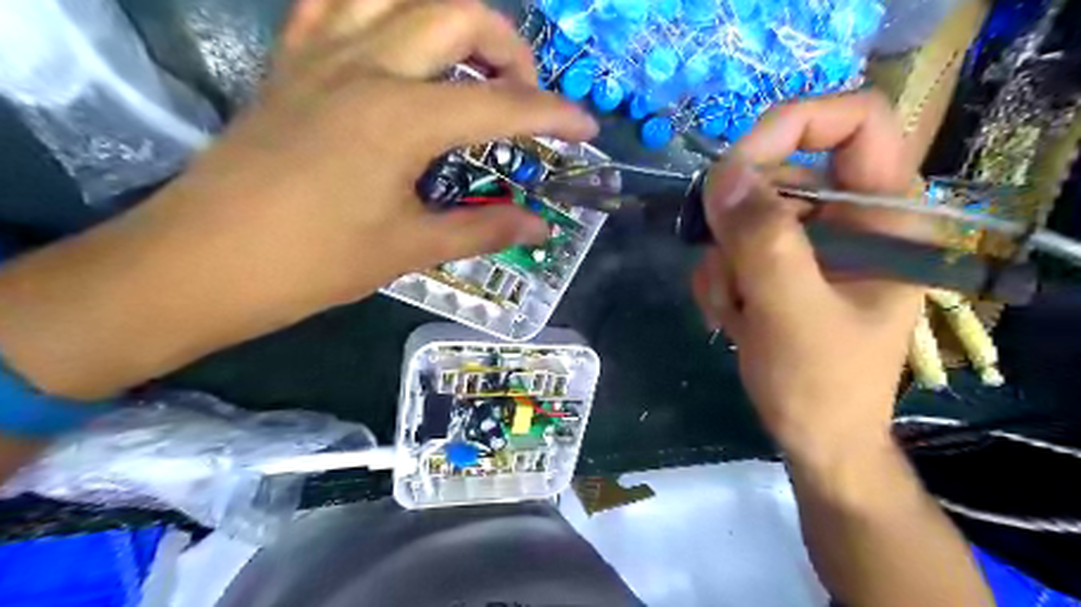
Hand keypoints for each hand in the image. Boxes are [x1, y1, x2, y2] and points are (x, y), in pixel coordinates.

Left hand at [0, 0, 595, 398]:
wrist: (203, 261)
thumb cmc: (313, 263)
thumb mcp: (410, 248)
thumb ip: (484, 229)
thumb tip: (540, 227)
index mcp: (402, 118)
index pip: (502, 104)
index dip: (554, 115)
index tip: (586, 129)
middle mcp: (367, 66)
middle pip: (458, 13)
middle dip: (509, 48)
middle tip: (524, 95)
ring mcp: (322, 54)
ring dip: (449, 16)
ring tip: (469, 62)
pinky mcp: (290, 63)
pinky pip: (336, 3)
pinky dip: (380, 9)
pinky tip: (397, 42)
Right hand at [693, 93, 919, 464]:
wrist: (814, 438)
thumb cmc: (823, 386)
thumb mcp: (794, 315)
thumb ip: (763, 243)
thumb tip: (723, 175)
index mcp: (885, 217)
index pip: (856, 122)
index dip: (794, 125)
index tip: (735, 166)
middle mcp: (848, 219)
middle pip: (778, 174)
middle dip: (737, 227)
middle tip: (729, 276)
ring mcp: (809, 243)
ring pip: (742, 216)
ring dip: (723, 265)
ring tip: (736, 313)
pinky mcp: (778, 266)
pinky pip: (729, 247)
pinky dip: (718, 281)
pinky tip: (731, 317)